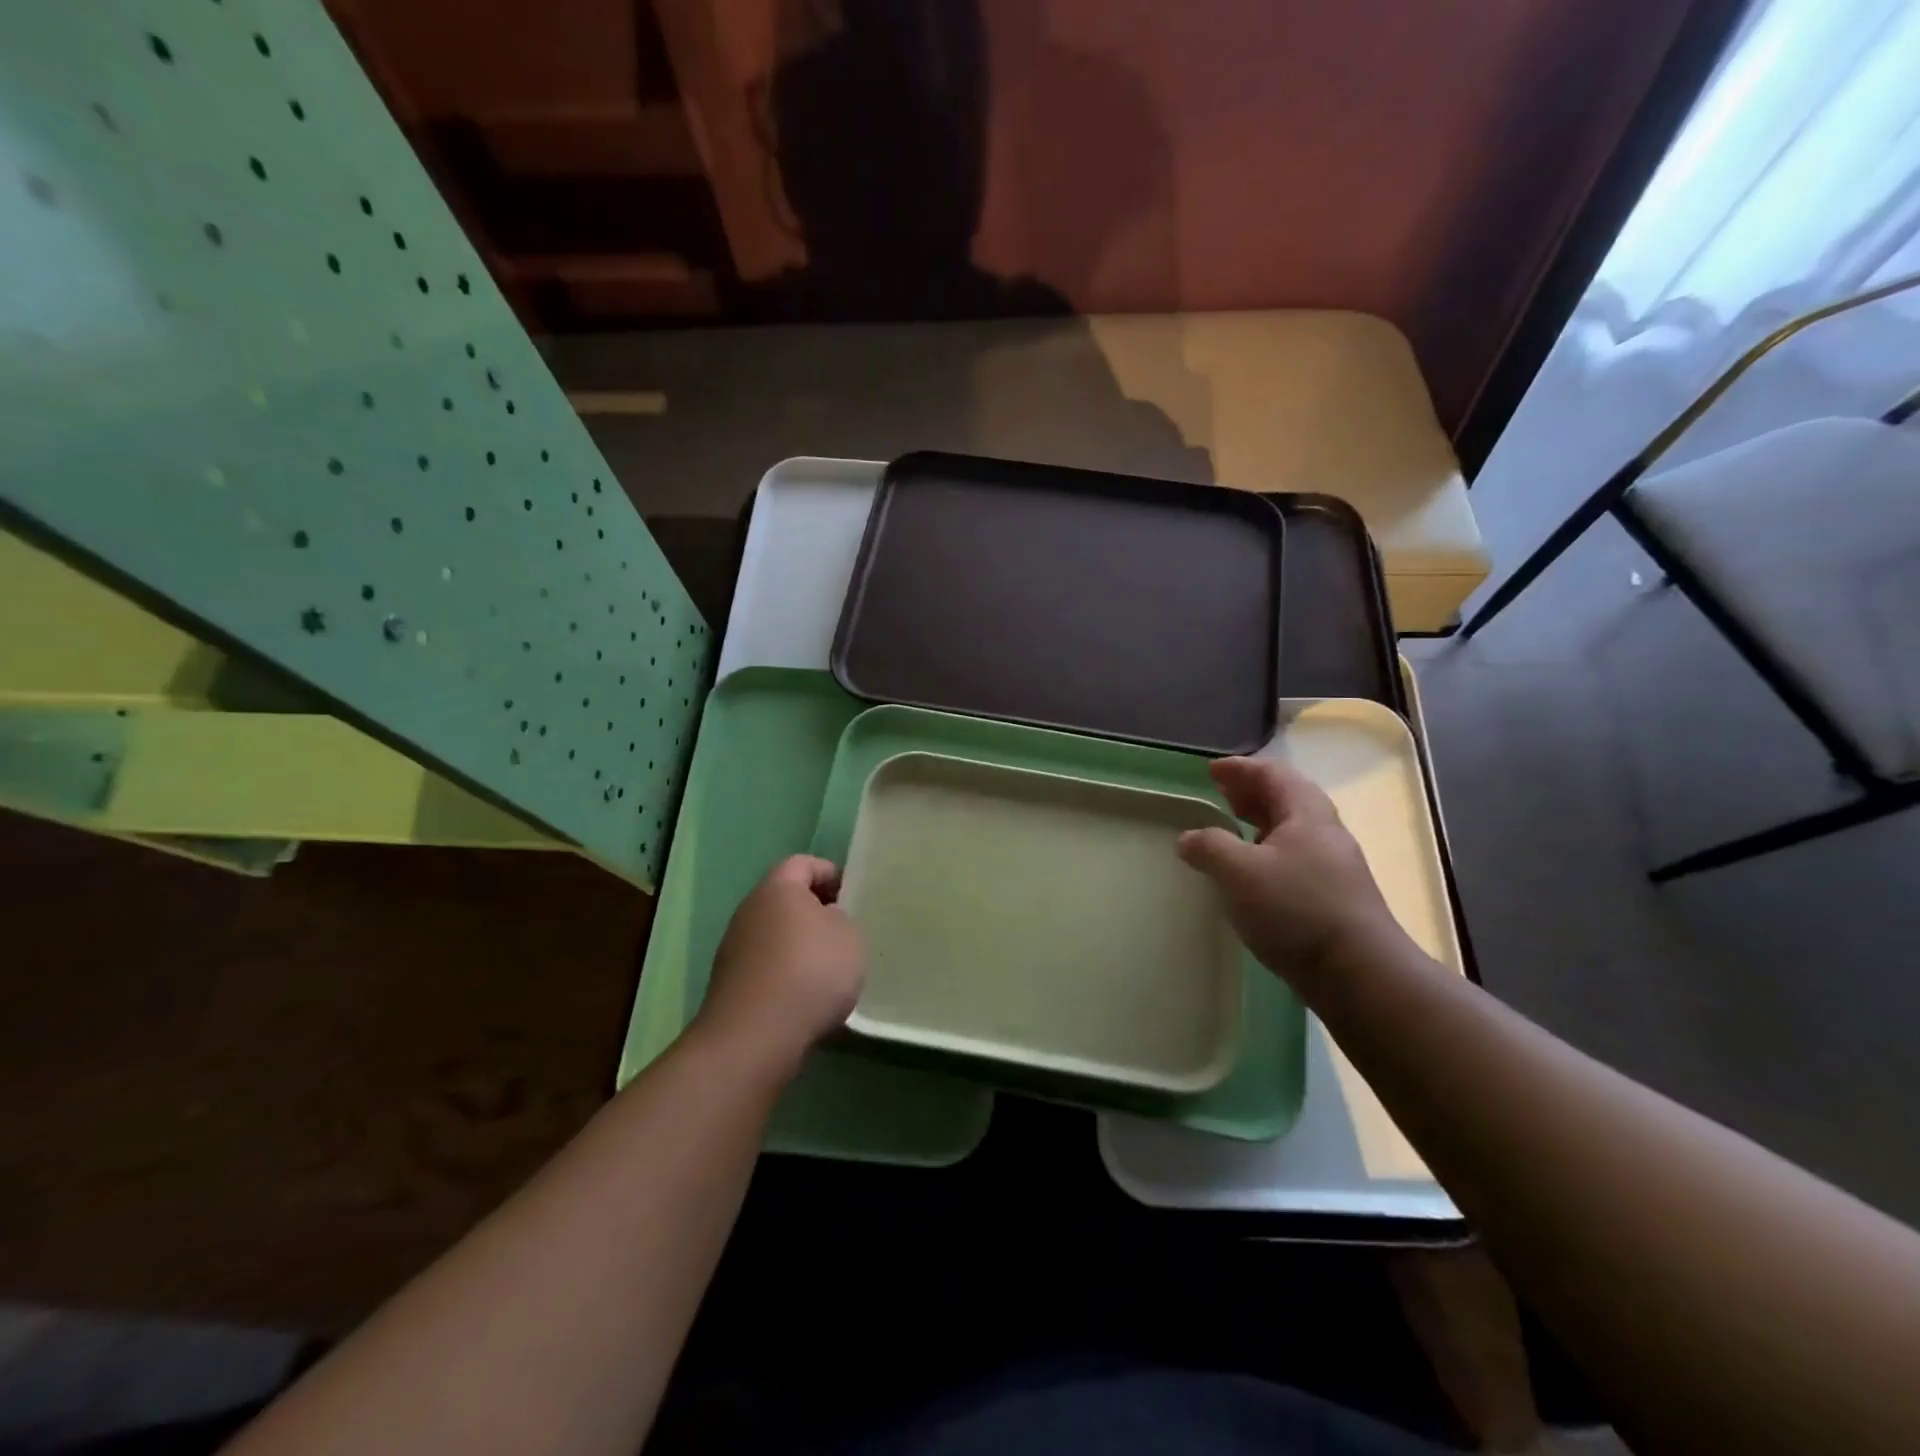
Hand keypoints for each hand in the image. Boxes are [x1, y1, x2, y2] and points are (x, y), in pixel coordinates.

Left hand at [697, 855, 864, 1072]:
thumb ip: (842, 919)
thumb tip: (826, 920)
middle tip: (845, 932)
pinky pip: (766, 967)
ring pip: (774, 935)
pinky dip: (786, 975)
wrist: (754, 1038)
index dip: (830, 873)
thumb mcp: (849, 936)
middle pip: (785, 899)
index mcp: (777, 887)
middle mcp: (749, 910)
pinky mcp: (730, 985)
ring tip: (830, 970)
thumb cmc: (810, 972)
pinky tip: (806, 998)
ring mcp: (734, 949)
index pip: (803, 863)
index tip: (853, 896)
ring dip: (799, 946)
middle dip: (815, 911)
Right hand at [1177, 757, 1407, 987]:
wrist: (1359, 973)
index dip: (1241, 769)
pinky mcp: (1332, 899)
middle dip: (1251, 793)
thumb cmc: (1296, 909)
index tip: (1211, 770)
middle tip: (1221, 795)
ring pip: (1291, 832)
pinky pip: (1293, 860)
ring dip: (1258, 824)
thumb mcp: (1239, 871)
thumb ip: (1209, 847)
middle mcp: (1324, 834)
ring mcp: (1332, 868)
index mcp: (1306, 814)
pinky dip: (1266, 854)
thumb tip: (1188, 838)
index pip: (1273, 774)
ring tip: (1231, 831)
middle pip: (1286, 800)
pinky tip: (1250, 876)